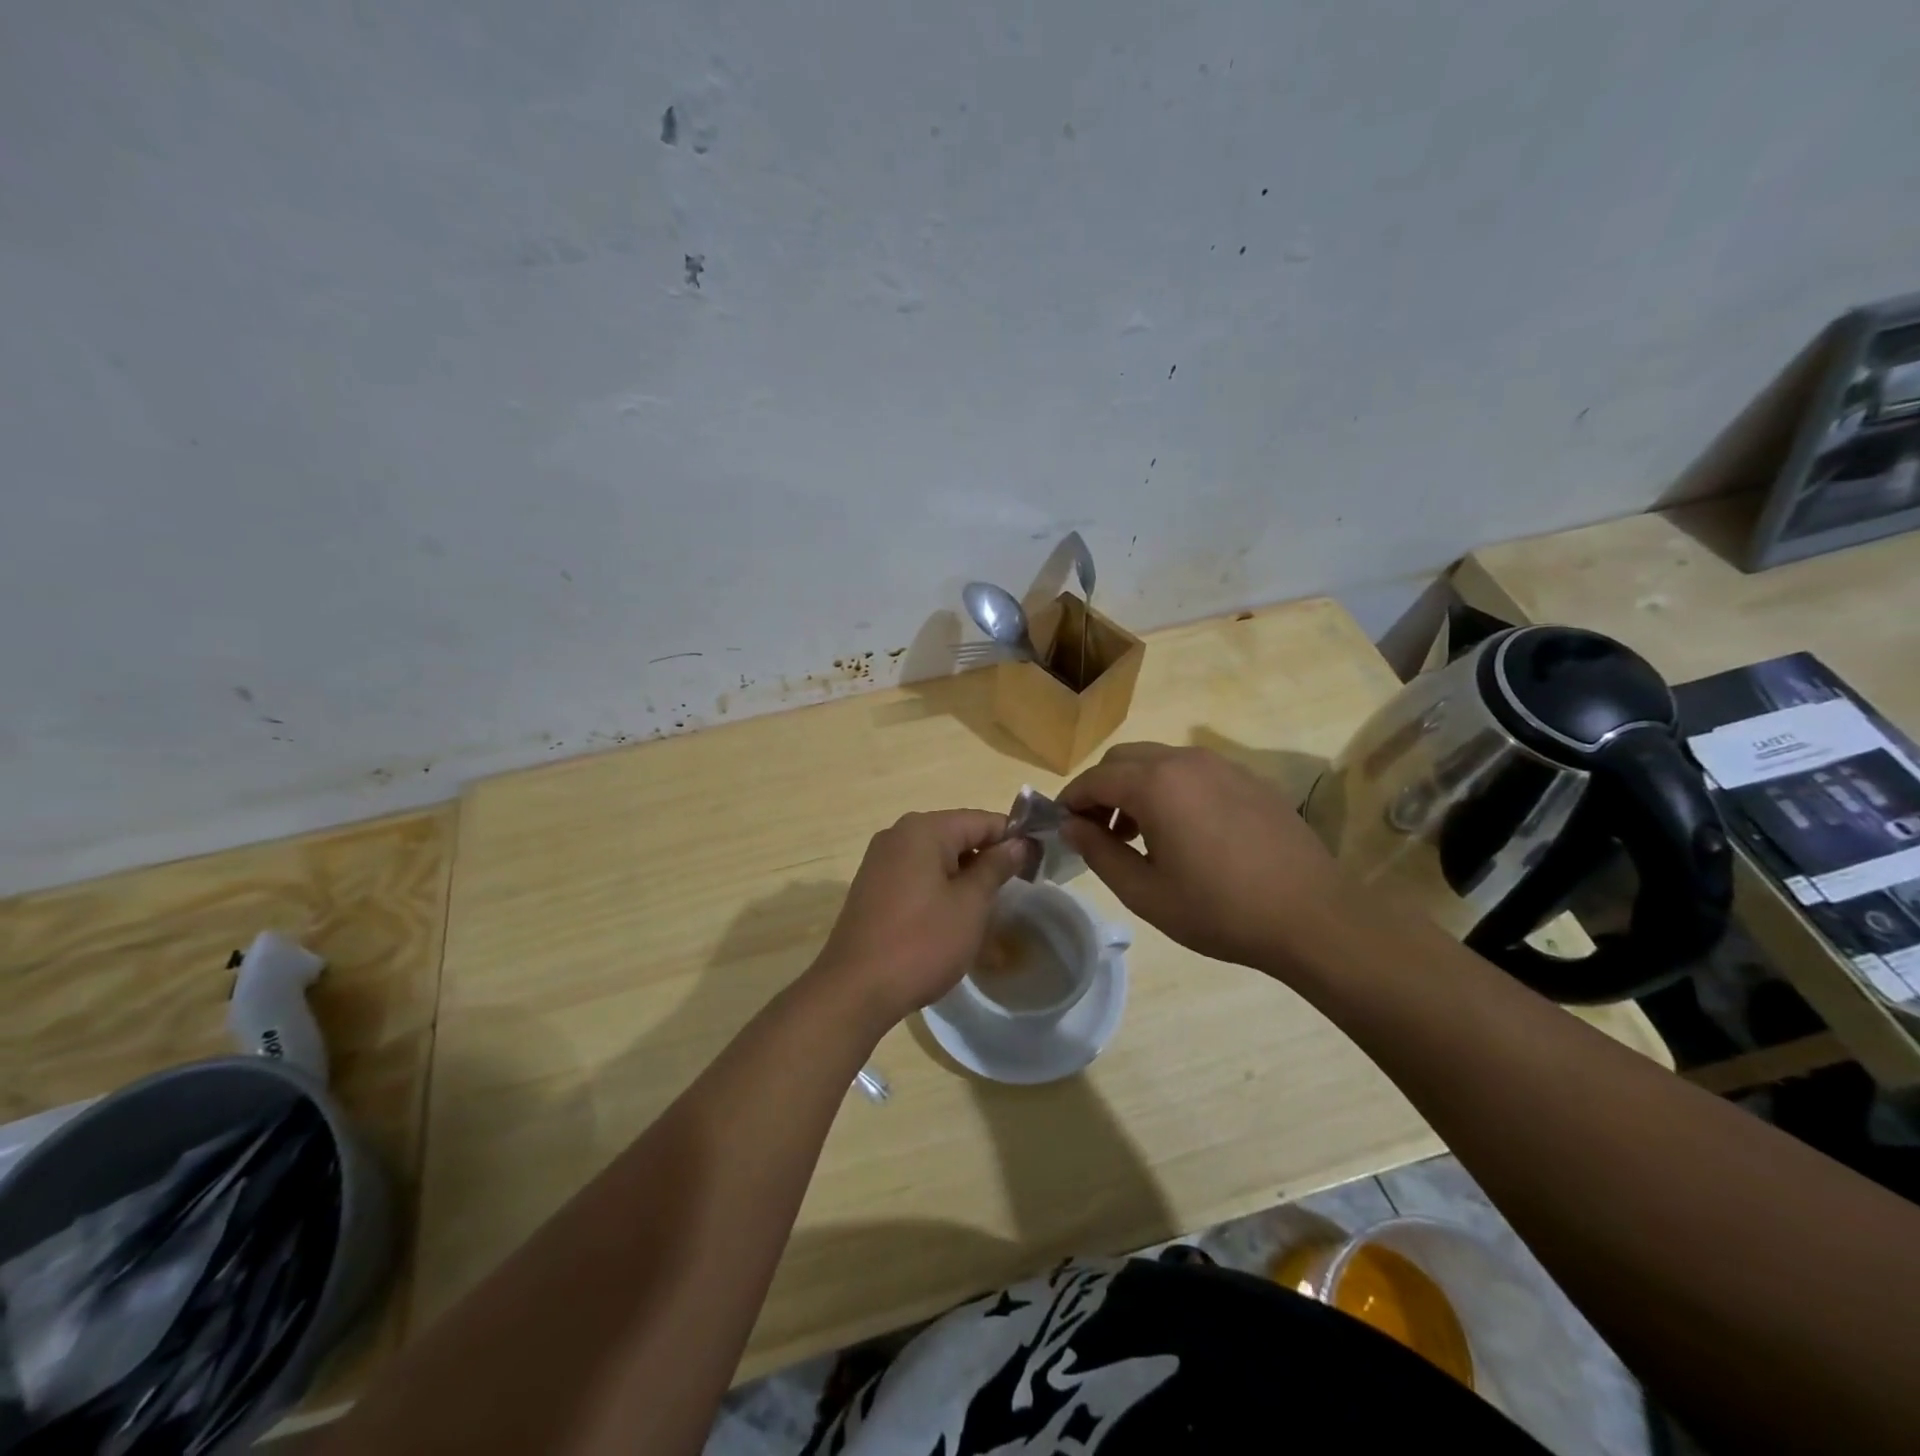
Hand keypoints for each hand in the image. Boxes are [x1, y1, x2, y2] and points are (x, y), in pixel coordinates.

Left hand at [811, 810, 1032, 1030]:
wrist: (855, 989)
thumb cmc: (922, 942)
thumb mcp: (970, 904)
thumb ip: (996, 867)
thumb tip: (1018, 843)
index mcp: (923, 830)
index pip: (981, 820)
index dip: (1013, 838)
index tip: (1040, 861)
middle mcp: (898, 835)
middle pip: (958, 836)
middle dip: (989, 859)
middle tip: (1019, 889)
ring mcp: (881, 862)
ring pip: (938, 860)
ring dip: (966, 879)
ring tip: (991, 910)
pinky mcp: (873, 888)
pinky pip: (918, 877)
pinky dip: (941, 891)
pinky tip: (956, 920)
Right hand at [1060, 744, 1354, 973]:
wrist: (1312, 917)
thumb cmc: (1219, 910)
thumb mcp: (1145, 892)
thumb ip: (1099, 852)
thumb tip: (1071, 826)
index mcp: (1155, 784)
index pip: (1094, 779)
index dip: (1070, 800)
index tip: (1062, 826)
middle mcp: (1185, 761)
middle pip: (1123, 759)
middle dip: (1101, 789)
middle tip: (1098, 831)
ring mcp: (1222, 765)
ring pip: (1159, 761)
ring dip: (1135, 787)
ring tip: (1138, 834)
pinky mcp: (1248, 778)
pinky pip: (1193, 771)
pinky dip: (1170, 788)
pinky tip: (1184, 831)